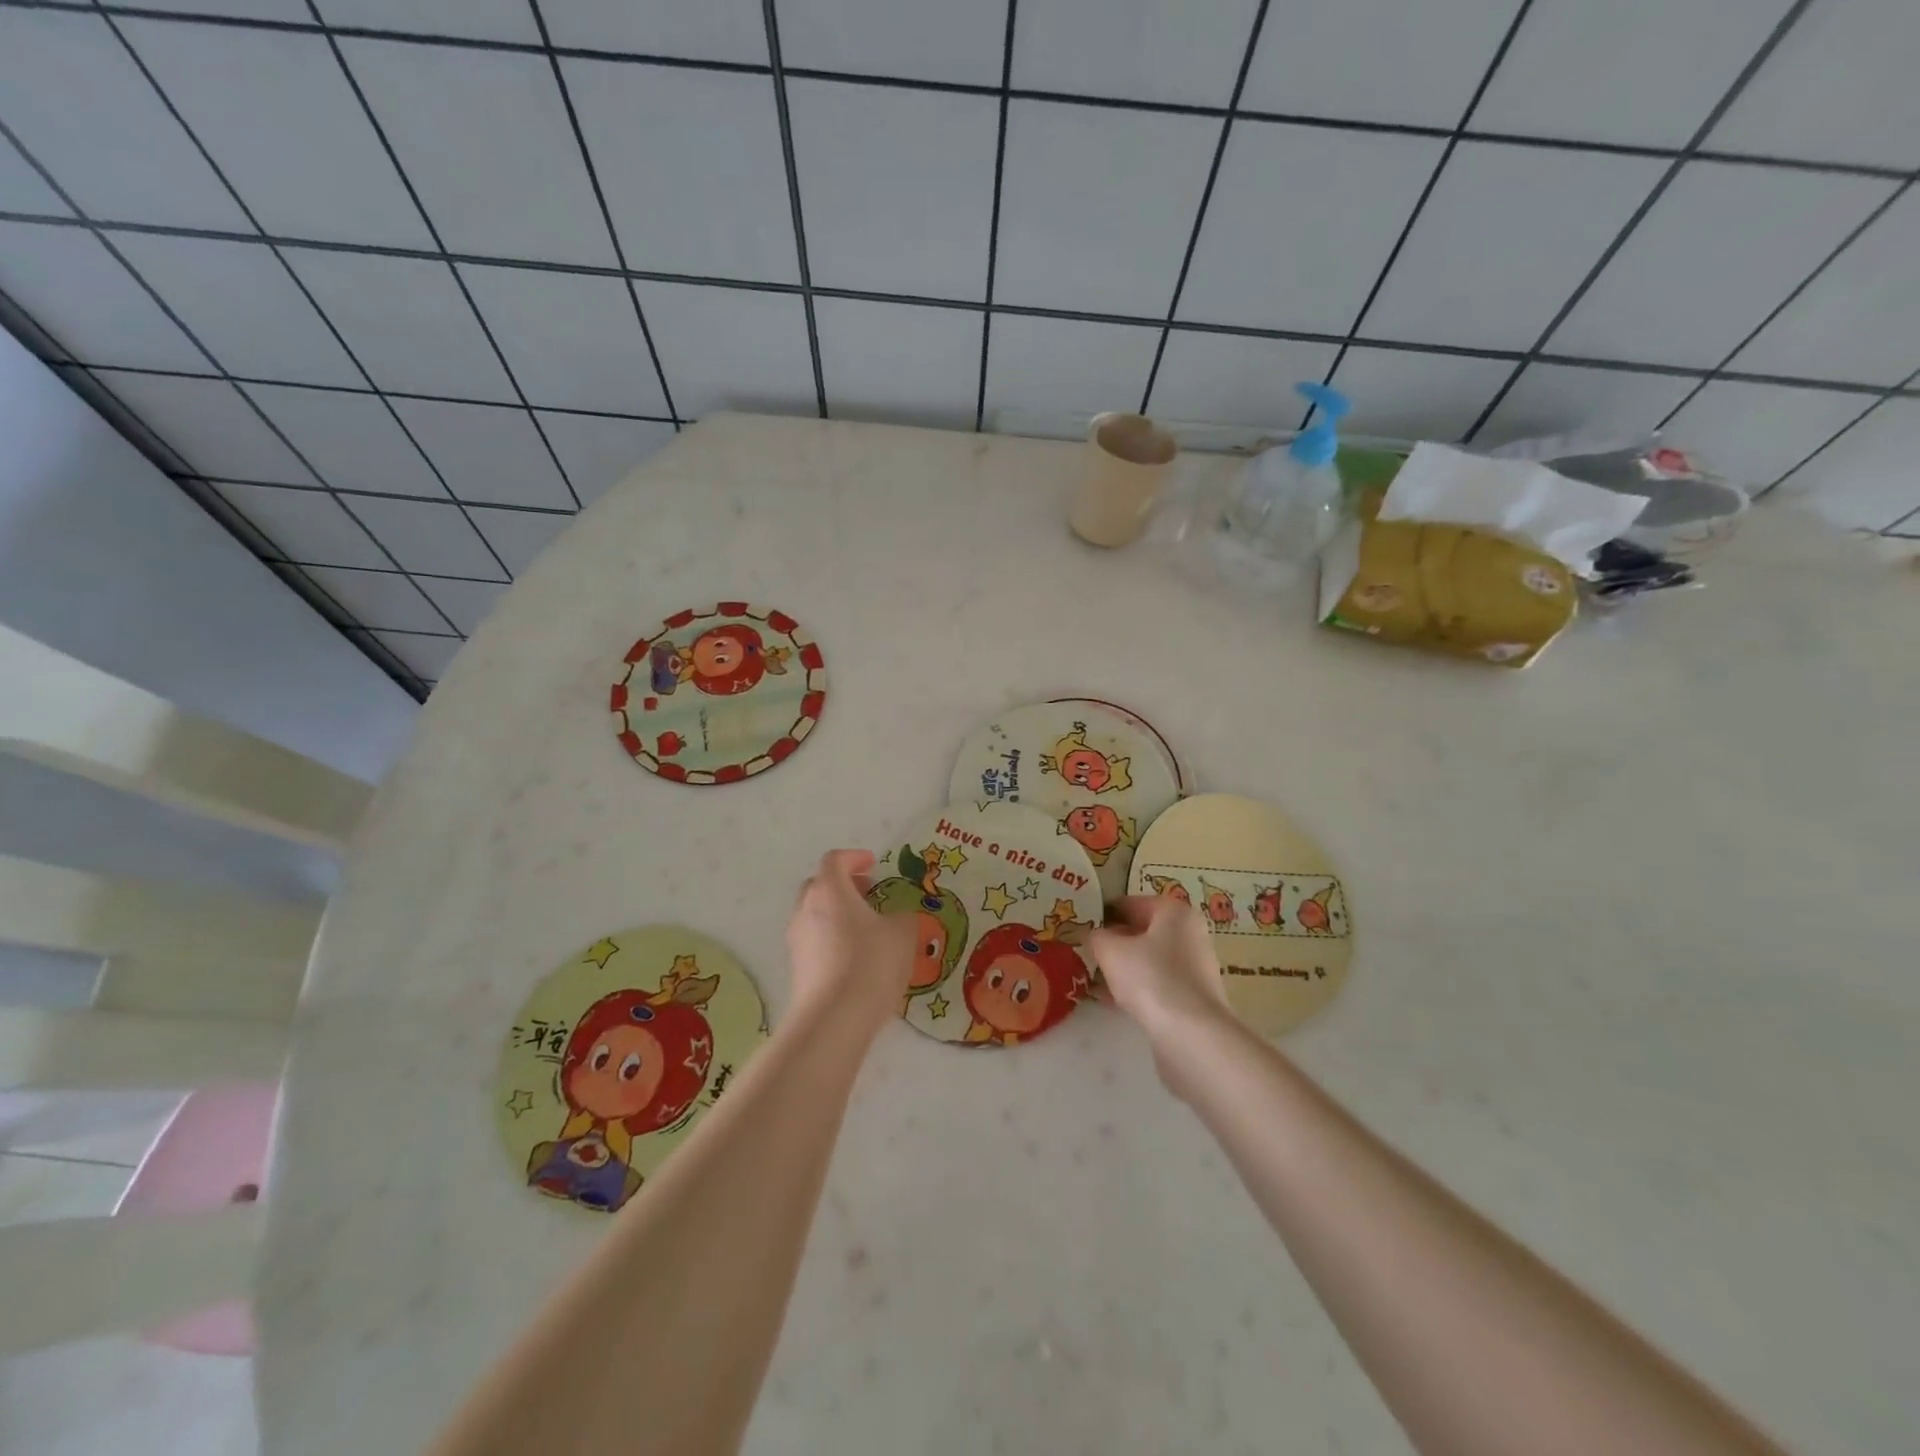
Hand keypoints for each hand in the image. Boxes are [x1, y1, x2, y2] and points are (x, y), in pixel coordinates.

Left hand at [786, 849, 917, 1041]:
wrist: (834, 1019)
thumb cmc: (870, 963)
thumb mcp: (902, 934)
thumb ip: (903, 918)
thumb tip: (898, 918)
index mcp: (829, 890)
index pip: (834, 860)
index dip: (854, 858)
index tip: (873, 864)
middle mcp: (806, 909)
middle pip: (819, 886)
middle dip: (843, 885)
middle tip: (868, 894)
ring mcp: (797, 940)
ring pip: (815, 915)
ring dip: (838, 914)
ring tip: (866, 929)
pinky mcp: (797, 969)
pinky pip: (815, 942)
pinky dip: (833, 939)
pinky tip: (856, 958)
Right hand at [1090, 897, 1234, 1090]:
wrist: (1191, 1035)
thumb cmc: (1150, 978)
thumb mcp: (1111, 950)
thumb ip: (1098, 937)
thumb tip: (1096, 936)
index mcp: (1174, 912)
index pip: (1130, 903)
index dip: (1103, 914)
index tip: (1081, 927)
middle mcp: (1189, 934)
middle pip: (1142, 932)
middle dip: (1113, 943)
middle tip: (1085, 952)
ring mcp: (1193, 967)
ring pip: (1148, 960)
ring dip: (1122, 968)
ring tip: (1092, 978)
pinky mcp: (1192, 998)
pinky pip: (1156, 984)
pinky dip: (1135, 989)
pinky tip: (1110, 1001)